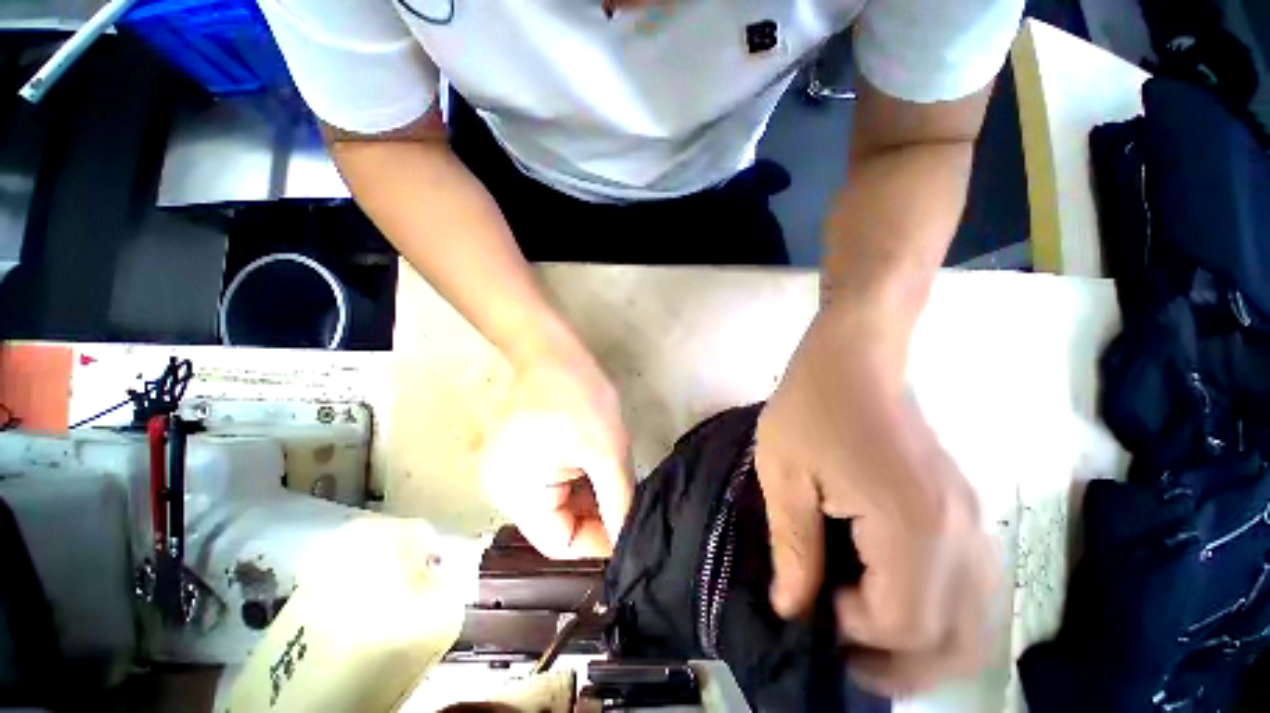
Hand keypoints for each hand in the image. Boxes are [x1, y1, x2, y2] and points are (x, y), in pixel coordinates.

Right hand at [481, 349, 634, 559]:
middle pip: (557, 525)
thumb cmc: (579, 396)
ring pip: (557, 505)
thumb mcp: (607, 450)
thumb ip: (618, 500)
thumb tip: (627, 540)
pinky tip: (597, 469)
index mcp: (518, 495)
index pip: (561, 543)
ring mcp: (509, 475)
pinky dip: (576, 483)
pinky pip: (550, 485)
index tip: (630, 528)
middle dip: (596, 516)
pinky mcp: (518, 459)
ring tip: (615, 482)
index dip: (598, 540)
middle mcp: (504, 493)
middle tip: (628, 501)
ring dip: (588, 498)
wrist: (551, 352)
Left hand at [756, 305, 996, 694]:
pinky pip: (971, 588)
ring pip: (975, 622)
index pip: (903, 623)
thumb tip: (793, 609)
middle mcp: (960, 534)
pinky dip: (938, 615)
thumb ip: (793, 545)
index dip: (855, 630)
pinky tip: (892, 597)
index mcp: (911, 525)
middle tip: (846, 656)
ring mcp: (973, 520)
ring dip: (925, 647)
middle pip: (956, 641)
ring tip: (868, 638)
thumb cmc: (810, 406)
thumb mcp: (783, 473)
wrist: (855, 357)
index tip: (813, 606)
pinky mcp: (965, 509)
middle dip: (901, 666)